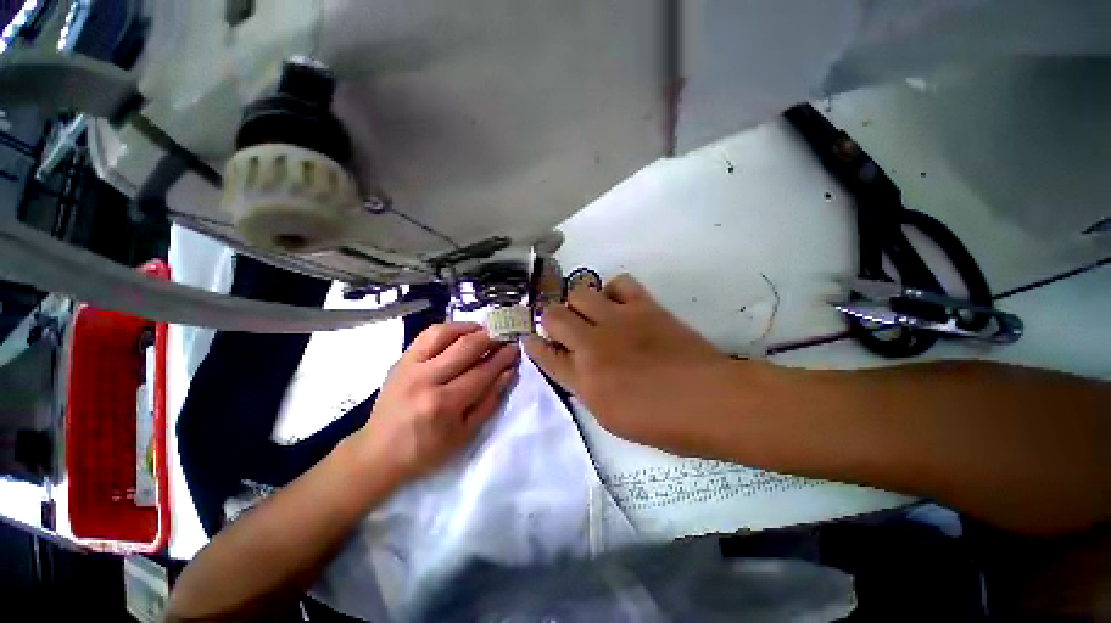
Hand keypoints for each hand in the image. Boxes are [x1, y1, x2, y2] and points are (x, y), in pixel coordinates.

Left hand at [352, 322, 518, 485]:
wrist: (378, 453)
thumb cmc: (426, 450)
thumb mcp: (465, 434)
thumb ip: (490, 401)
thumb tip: (509, 372)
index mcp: (444, 404)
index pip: (482, 371)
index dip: (502, 357)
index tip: (515, 348)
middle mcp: (426, 379)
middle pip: (466, 347)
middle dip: (491, 337)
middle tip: (505, 335)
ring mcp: (410, 366)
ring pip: (445, 333)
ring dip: (470, 328)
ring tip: (485, 331)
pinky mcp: (400, 360)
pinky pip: (427, 334)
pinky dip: (449, 329)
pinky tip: (462, 332)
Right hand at [525, 274, 743, 454]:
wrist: (711, 402)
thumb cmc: (663, 423)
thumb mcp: (611, 417)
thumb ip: (585, 387)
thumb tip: (573, 365)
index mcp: (584, 379)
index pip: (544, 354)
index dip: (534, 345)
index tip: (531, 339)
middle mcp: (593, 345)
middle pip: (554, 315)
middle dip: (551, 319)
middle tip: (563, 327)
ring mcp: (618, 320)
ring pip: (580, 292)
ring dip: (578, 302)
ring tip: (590, 314)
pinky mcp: (644, 306)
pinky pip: (619, 283)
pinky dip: (612, 290)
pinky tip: (618, 304)